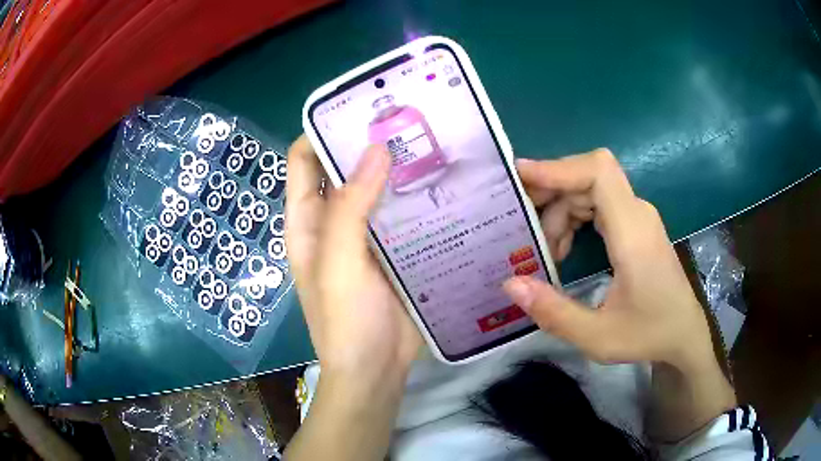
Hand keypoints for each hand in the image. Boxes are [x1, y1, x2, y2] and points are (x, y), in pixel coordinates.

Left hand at [285, 135, 420, 382]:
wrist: (374, 370)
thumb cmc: (345, 321)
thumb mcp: (337, 262)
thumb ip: (350, 207)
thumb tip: (375, 148)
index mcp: (307, 220)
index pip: (304, 160)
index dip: (323, 130)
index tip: (358, 109)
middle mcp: (333, 221)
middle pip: (345, 169)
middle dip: (368, 143)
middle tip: (407, 118)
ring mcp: (365, 236)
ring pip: (378, 189)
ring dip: (397, 168)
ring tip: (432, 141)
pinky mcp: (394, 251)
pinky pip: (403, 215)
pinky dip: (417, 197)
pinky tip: (443, 182)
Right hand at [503, 149, 714, 371]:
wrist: (684, 333)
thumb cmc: (649, 334)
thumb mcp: (598, 336)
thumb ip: (554, 312)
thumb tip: (510, 284)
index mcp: (633, 233)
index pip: (598, 172)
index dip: (558, 168)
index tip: (521, 178)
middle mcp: (637, 213)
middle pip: (587, 177)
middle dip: (550, 193)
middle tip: (519, 222)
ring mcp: (637, 217)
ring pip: (589, 189)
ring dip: (560, 212)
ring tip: (544, 250)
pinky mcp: (635, 225)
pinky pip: (598, 204)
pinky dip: (573, 218)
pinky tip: (563, 249)